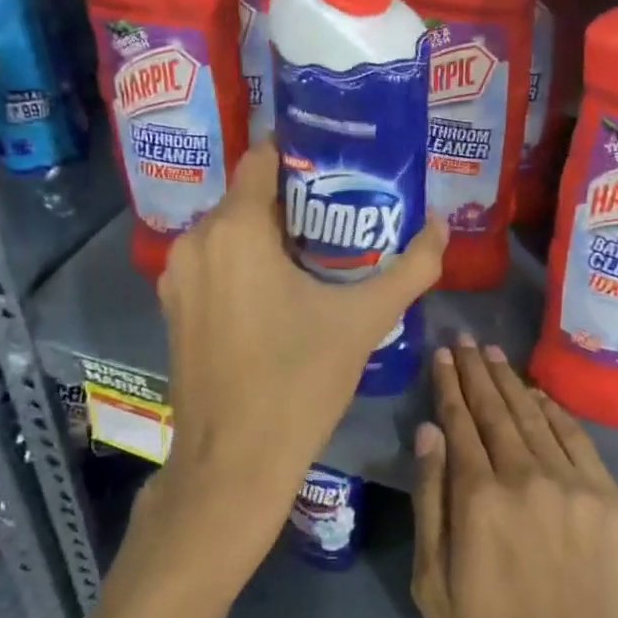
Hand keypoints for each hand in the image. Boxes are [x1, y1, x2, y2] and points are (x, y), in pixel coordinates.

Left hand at [150, 139, 445, 564]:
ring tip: (323, 247)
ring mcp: (178, 276)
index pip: (264, 157)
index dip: (303, 152)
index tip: (342, 163)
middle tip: (347, 208)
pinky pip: (215, 261)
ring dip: (271, 231)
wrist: (233, 465)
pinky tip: (284, 286)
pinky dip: (247, 260)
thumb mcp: (363, 321)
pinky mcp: (175, 306)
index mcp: (235, 229)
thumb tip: (442, 226)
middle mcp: (196, 240)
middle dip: (297, 197)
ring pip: (231, 229)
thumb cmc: (298, 382)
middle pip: (250, 195)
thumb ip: (410, 268)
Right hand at [410, 337, 617, 617]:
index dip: (448, 386)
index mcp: (479, 500)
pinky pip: (577, 438)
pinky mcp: (610, 500)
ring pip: (534, 416)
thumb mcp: (435, 589)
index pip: (459, 423)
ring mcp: (574, 485)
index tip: (441, 355)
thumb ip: (430, 503)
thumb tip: (428, 433)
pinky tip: (537, 394)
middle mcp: (526, 477)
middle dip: (476, 372)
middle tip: (464, 339)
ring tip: (492, 354)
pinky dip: (553, 410)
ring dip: (511, 382)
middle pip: (496, 410)